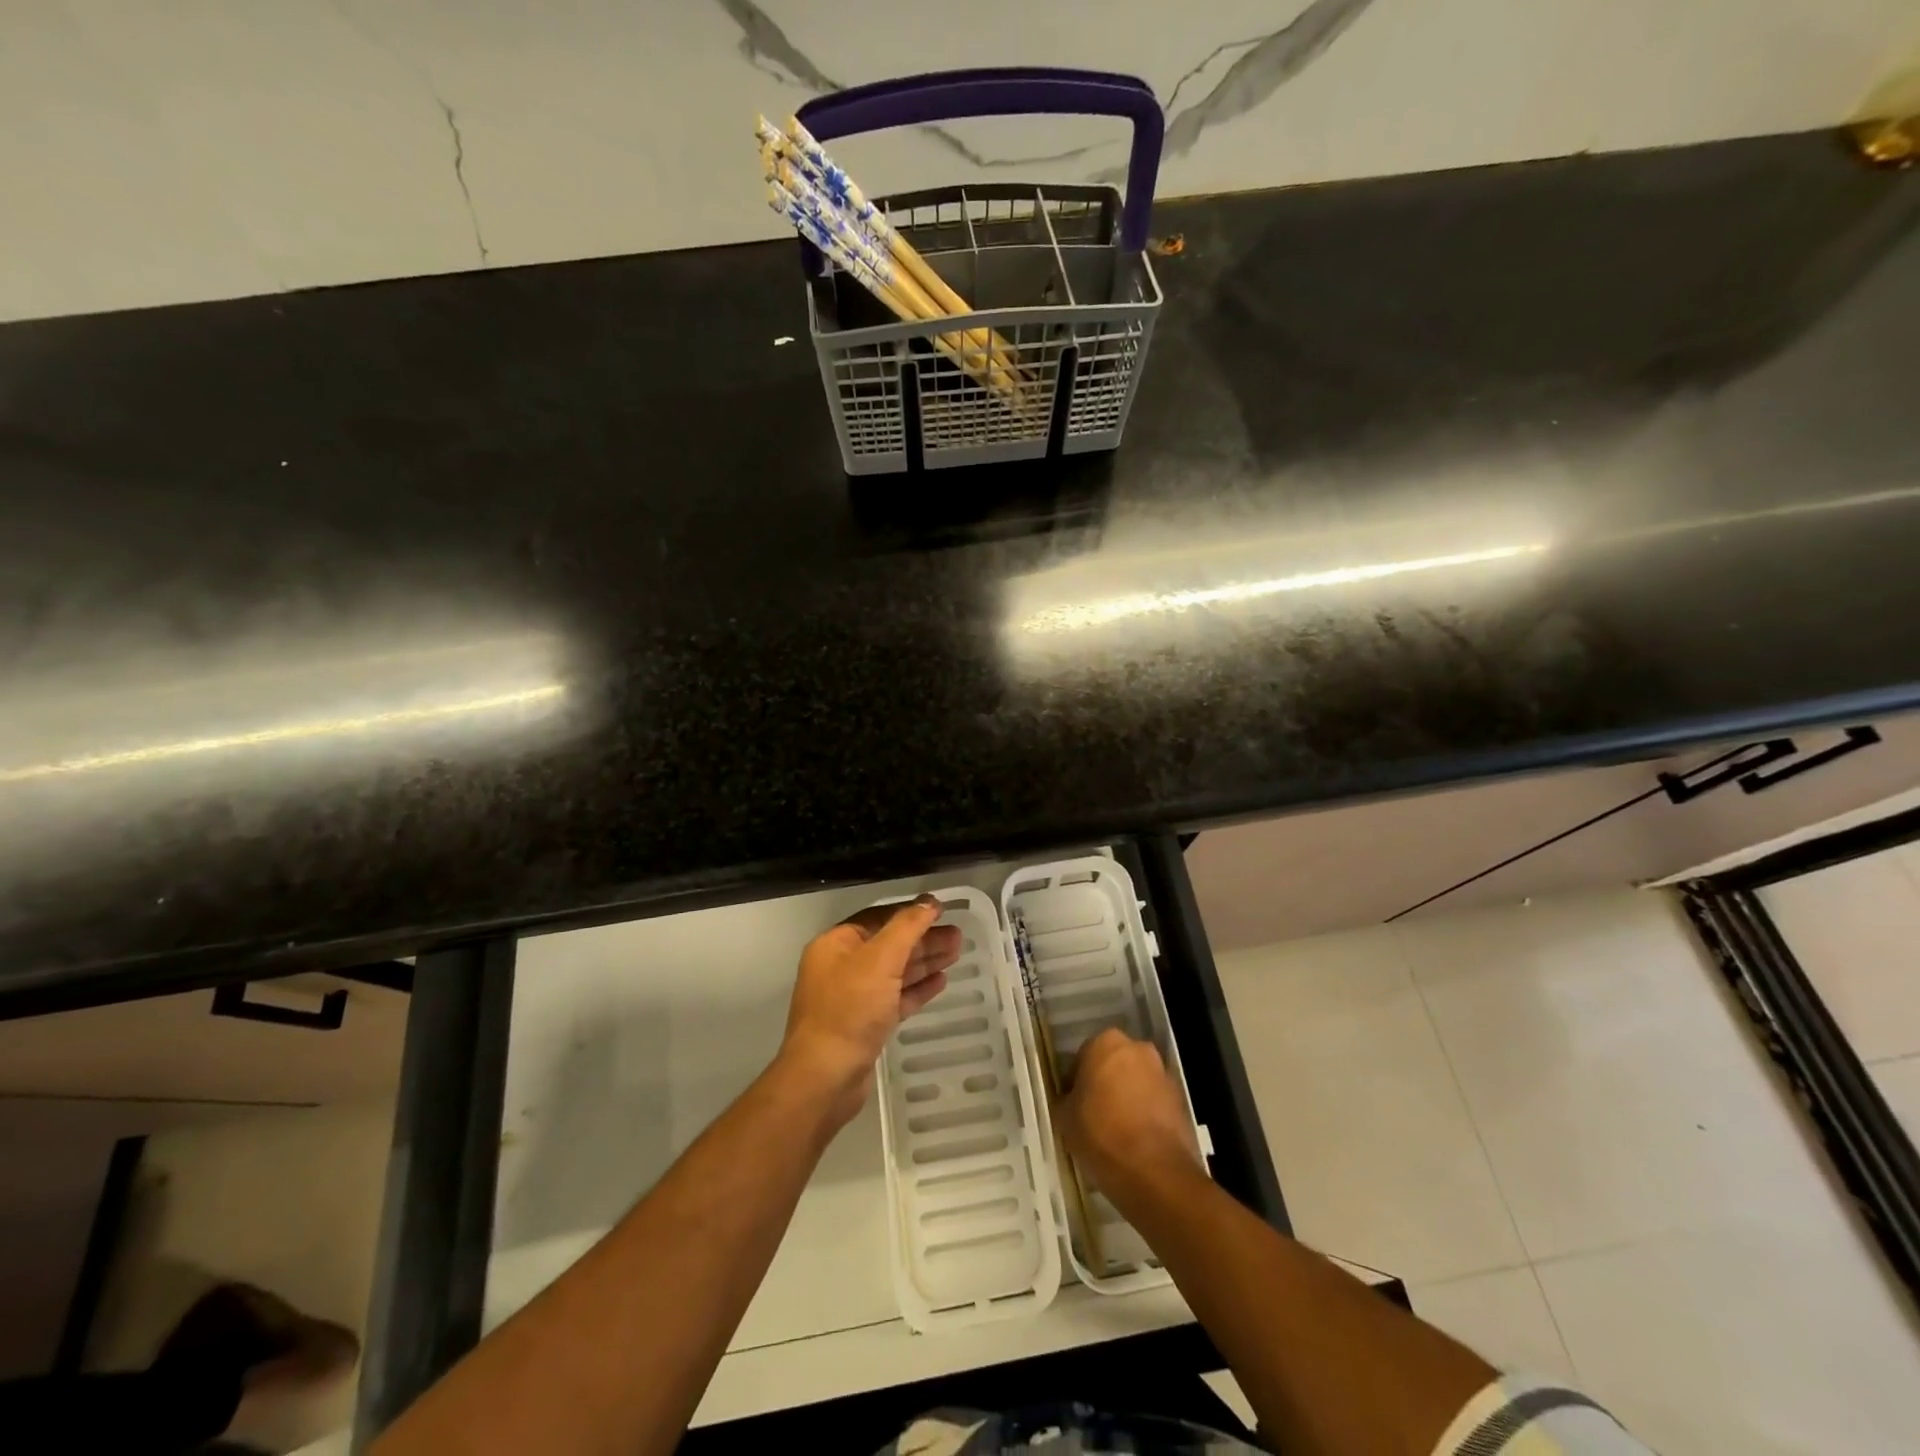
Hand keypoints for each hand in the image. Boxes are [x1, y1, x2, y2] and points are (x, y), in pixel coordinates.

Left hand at [780, 893, 960, 1123]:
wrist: (825, 1078)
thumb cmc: (849, 1009)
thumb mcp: (879, 960)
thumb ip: (906, 927)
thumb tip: (929, 902)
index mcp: (836, 944)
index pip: (878, 917)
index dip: (910, 912)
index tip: (942, 909)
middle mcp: (842, 967)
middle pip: (889, 944)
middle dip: (923, 939)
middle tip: (958, 935)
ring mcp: (853, 997)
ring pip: (894, 971)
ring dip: (924, 961)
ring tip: (957, 952)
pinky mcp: (865, 1024)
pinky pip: (895, 998)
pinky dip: (917, 988)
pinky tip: (941, 981)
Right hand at [1061, 1028, 1202, 1201]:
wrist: (1154, 1172)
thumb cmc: (1101, 1133)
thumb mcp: (1065, 1118)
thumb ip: (1065, 1099)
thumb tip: (1070, 1099)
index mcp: (1105, 1042)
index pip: (1083, 1056)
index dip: (1076, 1081)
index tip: (1073, 1103)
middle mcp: (1138, 1049)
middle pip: (1114, 1064)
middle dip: (1106, 1083)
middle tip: (1093, 1113)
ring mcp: (1163, 1074)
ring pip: (1137, 1082)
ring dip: (1128, 1097)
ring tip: (1116, 1130)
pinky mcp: (1181, 1101)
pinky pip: (1155, 1102)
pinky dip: (1146, 1114)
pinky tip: (1135, 1140)